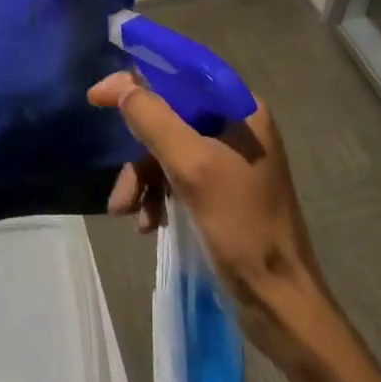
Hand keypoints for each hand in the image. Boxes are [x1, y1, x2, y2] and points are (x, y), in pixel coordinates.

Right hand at [88, 71, 323, 344]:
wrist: (281, 307)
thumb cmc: (242, 227)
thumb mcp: (192, 167)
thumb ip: (154, 119)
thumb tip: (121, 87)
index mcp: (240, 108)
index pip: (181, 74)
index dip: (138, 79)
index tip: (99, 96)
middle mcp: (237, 126)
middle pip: (170, 115)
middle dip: (139, 148)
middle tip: (114, 170)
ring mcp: (231, 160)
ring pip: (170, 149)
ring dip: (144, 177)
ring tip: (125, 210)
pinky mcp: (223, 191)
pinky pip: (179, 176)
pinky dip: (158, 194)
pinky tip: (147, 223)